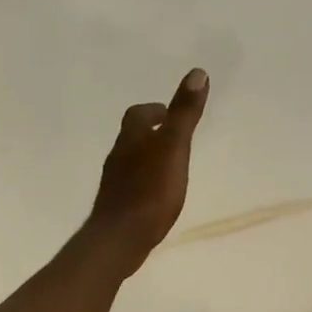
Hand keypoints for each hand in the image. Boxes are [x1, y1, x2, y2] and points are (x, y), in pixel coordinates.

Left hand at [86, 68, 209, 274]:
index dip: (155, 111)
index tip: (171, 114)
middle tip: (173, 138)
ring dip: (148, 158)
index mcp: (131, 138)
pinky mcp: (116, 206)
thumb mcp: (174, 148)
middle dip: (151, 134)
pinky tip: (156, 196)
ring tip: (169, 166)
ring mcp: (114, 183)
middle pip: (133, 137)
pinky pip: (131, 186)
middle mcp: (118, 156)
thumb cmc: (150, 192)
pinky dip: (144, 183)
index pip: (139, 114)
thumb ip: (184, 114)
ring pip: (131, 162)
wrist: (120, 238)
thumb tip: (197, 72)